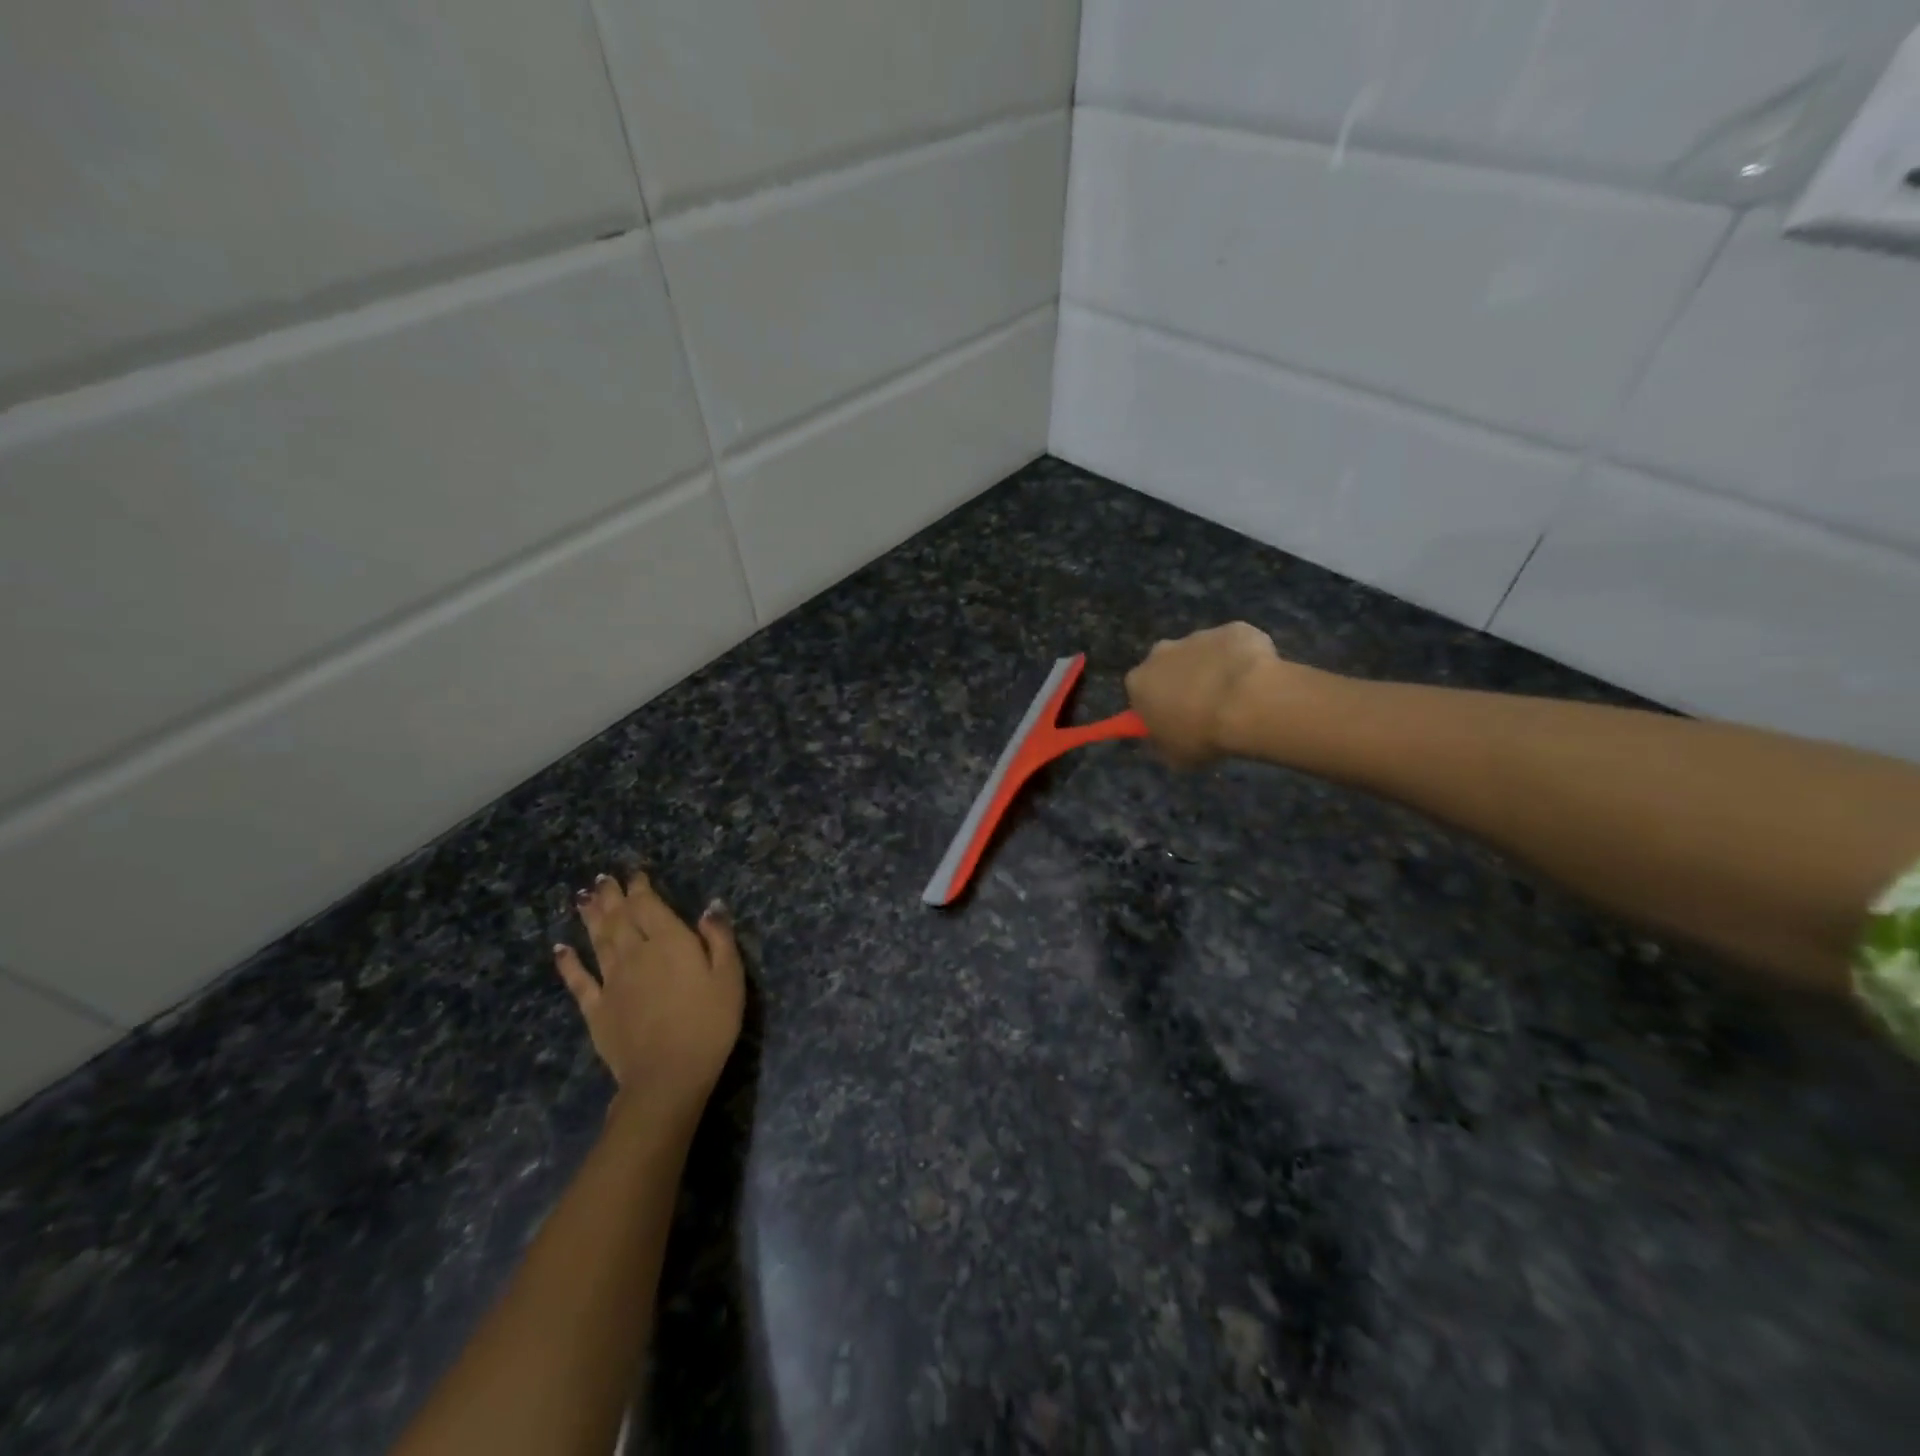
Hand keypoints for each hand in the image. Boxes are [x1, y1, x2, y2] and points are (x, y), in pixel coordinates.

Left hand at [554, 872, 743, 1110]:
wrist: (668, 1075)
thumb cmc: (709, 1023)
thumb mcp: (730, 976)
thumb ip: (719, 937)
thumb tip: (710, 906)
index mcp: (669, 942)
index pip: (649, 906)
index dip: (640, 889)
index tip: (635, 875)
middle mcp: (635, 953)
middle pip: (619, 918)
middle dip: (611, 896)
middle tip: (602, 879)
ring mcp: (611, 981)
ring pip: (597, 940)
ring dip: (590, 917)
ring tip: (582, 897)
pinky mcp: (596, 1009)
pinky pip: (579, 980)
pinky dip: (568, 963)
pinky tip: (560, 949)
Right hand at [1124, 622, 1285, 767]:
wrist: (1249, 703)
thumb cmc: (1203, 735)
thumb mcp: (1175, 757)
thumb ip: (1166, 743)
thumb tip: (1169, 737)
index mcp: (1139, 682)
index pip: (1140, 693)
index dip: (1157, 706)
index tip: (1174, 720)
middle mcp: (1161, 652)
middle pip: (1168, 666)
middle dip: (1183, 681)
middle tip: (1206, 708)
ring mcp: (1198, 636)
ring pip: (1203, 654)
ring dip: (1214, 670)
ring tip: (1238, 697)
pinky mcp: (1233, 629)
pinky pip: (1236, 646)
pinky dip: (1244, 659)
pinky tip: (1258, 680)